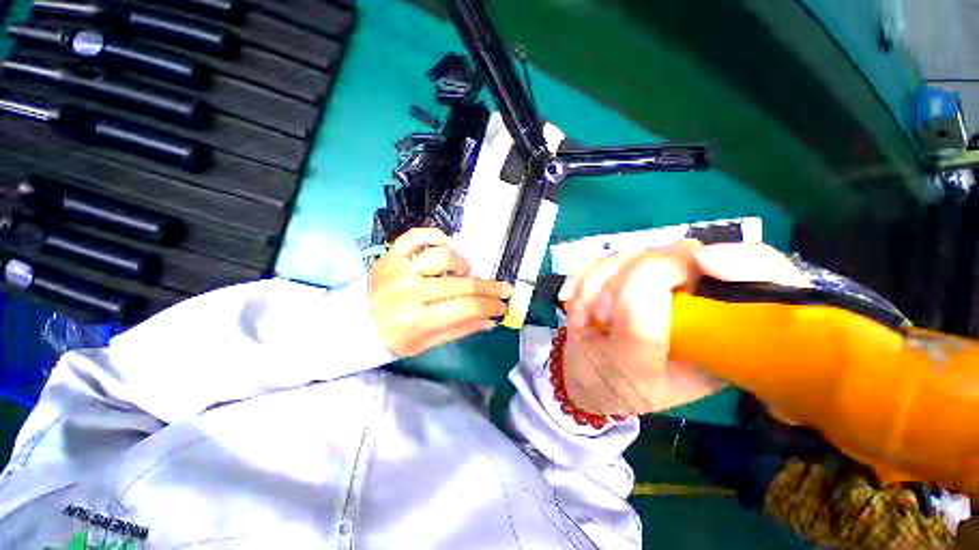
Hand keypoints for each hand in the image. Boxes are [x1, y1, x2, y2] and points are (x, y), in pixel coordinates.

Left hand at [369, 228, 513, 356]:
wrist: (355, 322)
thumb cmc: (393, 337)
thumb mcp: (426, 343)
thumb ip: (460, 329)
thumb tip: (490, 319)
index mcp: (416, 320)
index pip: (465, 308)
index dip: (490, 305)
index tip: (503, 305)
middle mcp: (408, 292)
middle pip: (461, 284)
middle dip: (490, 287)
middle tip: (505, 289)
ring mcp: (399, 269)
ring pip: (442, 256)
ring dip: (461, 264)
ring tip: (463, 273)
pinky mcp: (392, 254)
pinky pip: (417, 236)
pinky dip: (436, 237)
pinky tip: (445, 247)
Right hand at [558, 240, 807, 415]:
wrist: (585, 377)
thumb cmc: (615, 384)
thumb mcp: (634, 367)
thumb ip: (645, 324)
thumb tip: (656, 268)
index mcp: (722, 334)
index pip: (764, 281)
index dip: (743, 261)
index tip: (700, 263)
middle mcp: (696, 300)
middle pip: (679, 256)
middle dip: (627, 280)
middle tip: (599, 314)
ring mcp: (658, 284)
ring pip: (634, 253)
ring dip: (596, 282)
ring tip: (581, 317)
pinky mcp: (627, 276)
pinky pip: (605, 258)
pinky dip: (582, 277)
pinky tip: (570, 299)